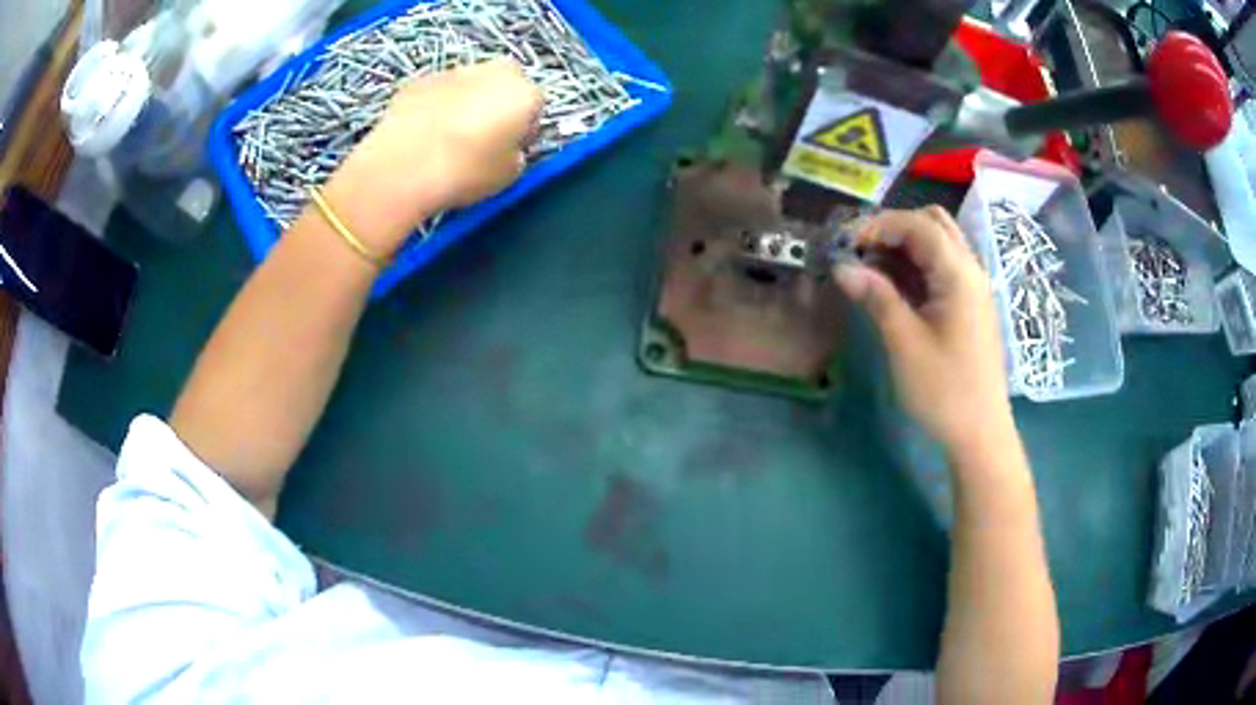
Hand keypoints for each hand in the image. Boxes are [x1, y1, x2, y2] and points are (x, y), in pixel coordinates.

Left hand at [322, 59, 543, 254]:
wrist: (401, 168)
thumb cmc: (465, 172)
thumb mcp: (509, 175)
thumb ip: (515, 153)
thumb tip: (505, 147)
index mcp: (525, 92)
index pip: (535, 108)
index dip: (522, 130)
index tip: (508, 150)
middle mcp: (493, 71)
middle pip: (504, 85)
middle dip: (497, 106)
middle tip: (481, 141)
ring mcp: (453, 71)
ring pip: (469, 86)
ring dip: (465, 104)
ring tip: (446, 141)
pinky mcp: (419, 80)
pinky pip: (437, 93)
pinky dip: (435, 107)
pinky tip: (422, 135)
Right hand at [833, 207, 1011, 453]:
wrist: (981, 433)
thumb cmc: (944, 391)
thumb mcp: (905, 344)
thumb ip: (876, 297)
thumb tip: (841, 267)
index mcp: (959, 275)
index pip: (918, 225)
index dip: (879, 225)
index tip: (846, 245)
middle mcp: (971, 271)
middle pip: (933, 223)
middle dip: (894, 228)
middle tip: (863, 251)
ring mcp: (973, 288)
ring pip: (939, 244)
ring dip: (905, 246)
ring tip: (872, 270)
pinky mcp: (970, 306)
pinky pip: (943, 268)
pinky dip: (917, 266)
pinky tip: (895, 289)